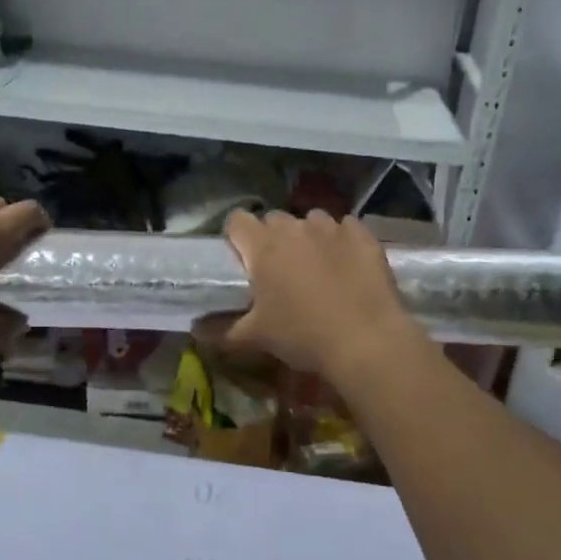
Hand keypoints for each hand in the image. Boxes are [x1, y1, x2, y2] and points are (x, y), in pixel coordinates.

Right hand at [216, 210, 423, 381]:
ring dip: (308, 236)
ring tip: (315, 266)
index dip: (236, 236)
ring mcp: (331, 228)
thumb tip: (195, 330)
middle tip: (278, 269)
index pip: (237, 220)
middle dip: (273, 238)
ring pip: (311, 220)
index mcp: (263, 246)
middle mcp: (294, 228)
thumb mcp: (256, 337)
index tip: (242, 258)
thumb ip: (222, 330)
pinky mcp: (363, 235)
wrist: (365, 340)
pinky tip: (346, 265)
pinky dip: (342, 240)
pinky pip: (346, 227)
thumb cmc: (302, 336)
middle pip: (274, 219)